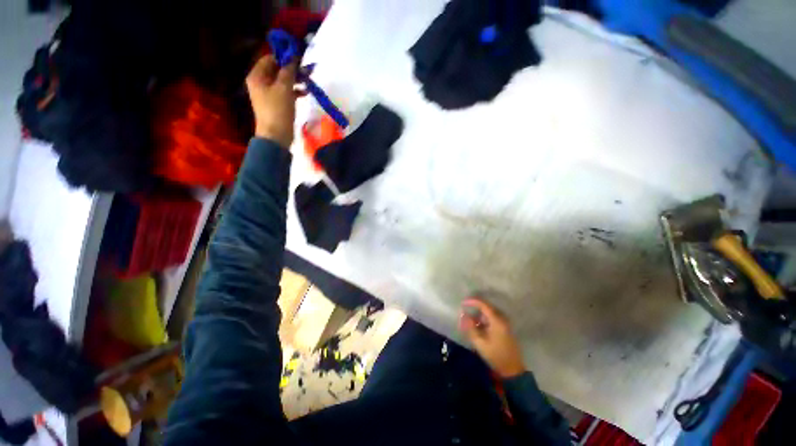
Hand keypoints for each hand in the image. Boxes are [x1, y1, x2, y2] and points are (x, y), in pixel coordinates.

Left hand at [246, 55, 300, 147]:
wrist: (276, 136)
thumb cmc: (278, 110)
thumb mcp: (284, 88)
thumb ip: (288, 71)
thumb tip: (293, 57)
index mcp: (257, 76)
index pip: (270, 58)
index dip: (284, 56)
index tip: (298, 58)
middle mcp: (260, 82)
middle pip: (276, 70)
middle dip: (291, 69)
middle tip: (306, 70)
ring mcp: (268, 94)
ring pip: (282, 81)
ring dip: (295, 80)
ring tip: (307, 81)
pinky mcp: (276, 104)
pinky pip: (285, 92)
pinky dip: (294, 91)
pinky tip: (305, 92)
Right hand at [460, 298, 525, 378]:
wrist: (512, 369)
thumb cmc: (495, 355)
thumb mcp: (480, 342)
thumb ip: (470, 327)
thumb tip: (463, 315)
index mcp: (497, 321)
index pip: (483, 305)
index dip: (472, 302)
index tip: (463, 303)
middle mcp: (502, 319)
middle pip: (487, 307)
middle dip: (475, 307)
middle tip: (465, 309)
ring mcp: (505, 323)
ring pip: (490, 312)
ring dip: (480, 314)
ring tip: (470, 319)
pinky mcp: (505, 328)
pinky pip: (493, 318)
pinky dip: (484, 319)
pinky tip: (478, 325)